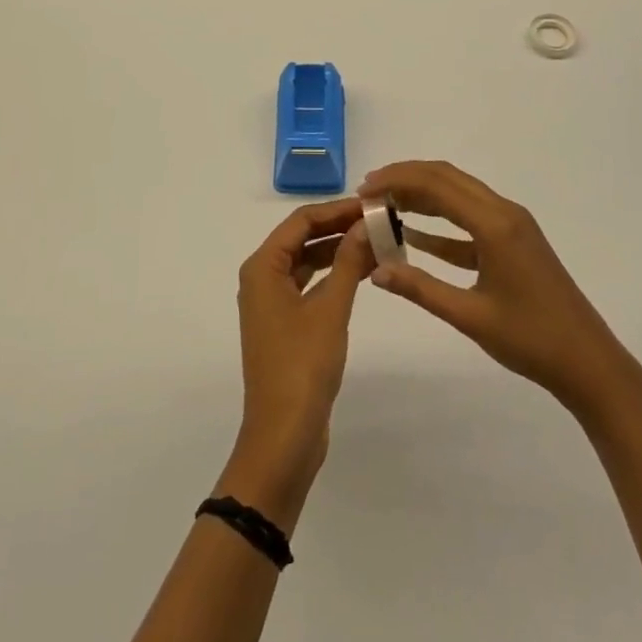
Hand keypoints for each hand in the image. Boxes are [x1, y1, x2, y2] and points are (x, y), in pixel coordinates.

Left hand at [217, 198, 373, 531]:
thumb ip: (349, 261)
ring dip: (338, 251)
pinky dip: (334, 275)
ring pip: (307, 261)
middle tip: (379, 221)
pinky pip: (309, 284)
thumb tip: (367, 223)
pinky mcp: (284, 324)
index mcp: (262, 266)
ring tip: (377, 242)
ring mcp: (272, 302)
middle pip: (302, 238)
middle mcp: (262, 277)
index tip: (371, 204)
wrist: (283, 437)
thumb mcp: (331, 309)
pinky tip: (362, 272)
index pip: (301, 220)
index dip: (337, 209)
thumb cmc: (303, 366)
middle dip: (339, 228)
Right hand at [361, 160, 641, 414]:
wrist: (589, 364)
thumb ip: (420, 289)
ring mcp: (511, 225)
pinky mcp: (513, 242)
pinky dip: (441, 224)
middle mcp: (503, 212)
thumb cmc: (531, 340)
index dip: (397, 180)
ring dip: (422, 195)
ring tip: (385, 205)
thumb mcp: (470, 317)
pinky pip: (470, 220)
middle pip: (446, 178)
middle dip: (406, 178)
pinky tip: (414, 236)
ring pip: (458, 194)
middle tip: (369, 192)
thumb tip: (376, 271)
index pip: (436, 184)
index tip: (364, 190)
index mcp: (494, 223)